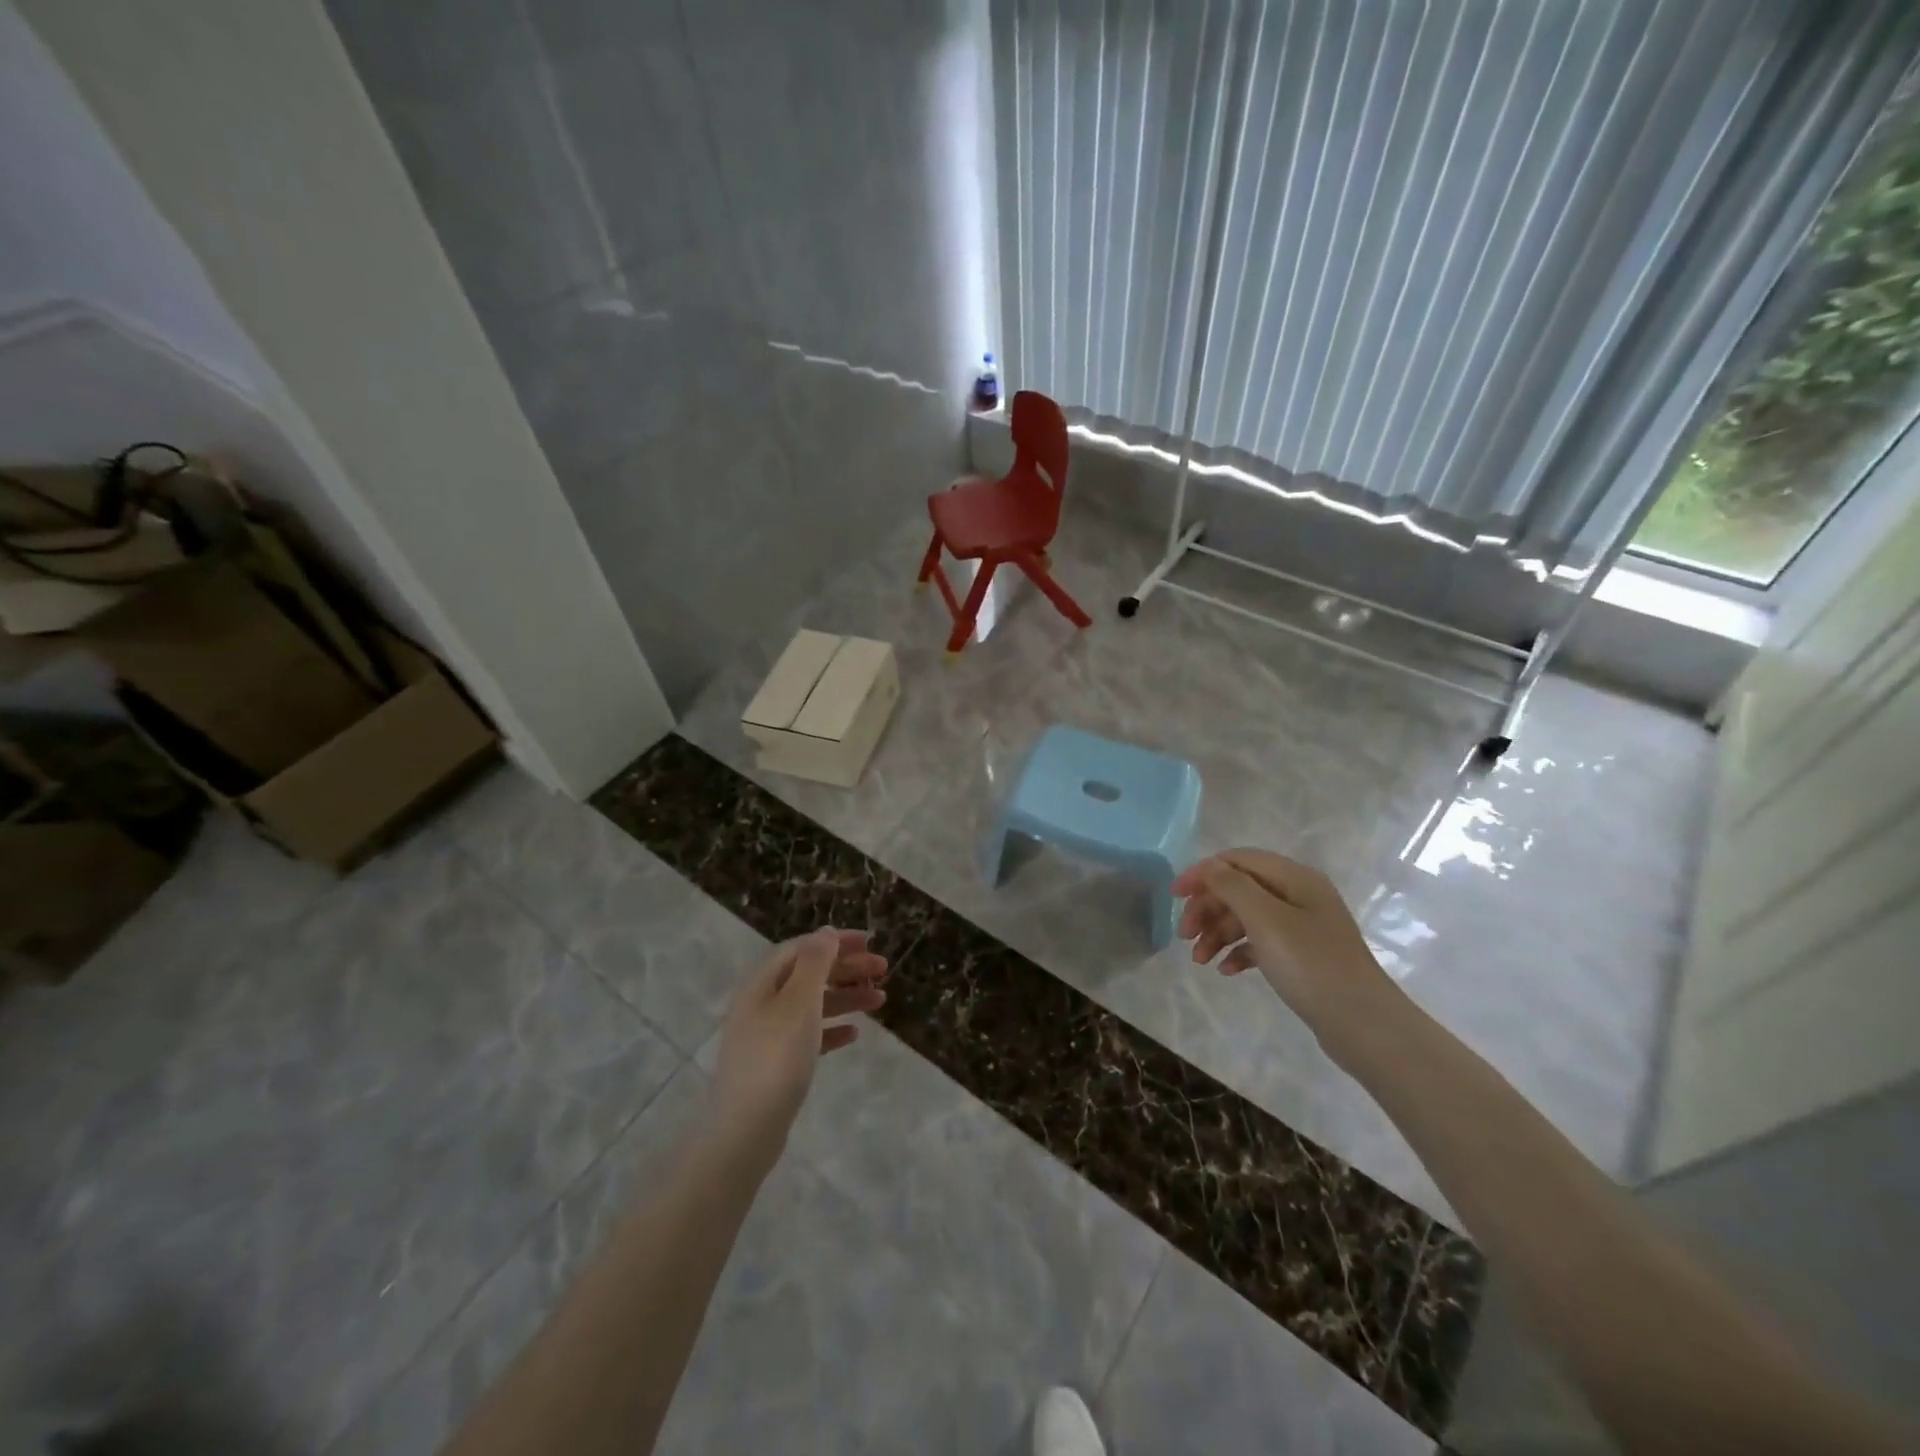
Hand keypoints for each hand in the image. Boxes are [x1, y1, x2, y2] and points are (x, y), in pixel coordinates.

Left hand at [708, 928, 887, 1159]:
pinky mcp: (774, 1063)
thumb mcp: (800, 1002)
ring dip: (845, 997)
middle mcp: (761, 1003)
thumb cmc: (776, 1058)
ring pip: (812, 1004)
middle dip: (846, 968)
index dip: (836, 942)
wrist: (746, 1130)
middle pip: (808, 974)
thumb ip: (815, 963)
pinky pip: (808, 1034)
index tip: (870, 942)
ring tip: (880, 1000)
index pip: (802, 948)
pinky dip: (831, 1029)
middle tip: (883, 970)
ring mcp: (766, 1034)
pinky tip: (853, 1034)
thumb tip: (826, 933)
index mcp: (762, 983)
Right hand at [1172, 849, 1403, 1071]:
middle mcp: (1299, 894)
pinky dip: (1239, 952)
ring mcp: (1302, 926)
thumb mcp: (1266, 919)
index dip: (1203, 873)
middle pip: (1240, 889)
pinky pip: (1261, 943)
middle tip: (1184, 935)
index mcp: (1294, 877)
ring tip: (1199, 960)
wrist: (1364, 1024)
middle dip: (1208, 908)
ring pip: (1247, 917)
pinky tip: (1226, 971)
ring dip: (1218, 933)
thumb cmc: (1311, 965)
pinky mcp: (1302, 955)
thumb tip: (1209, 868)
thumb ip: (1232, 886)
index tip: (1174, 896)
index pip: (1237, 860)